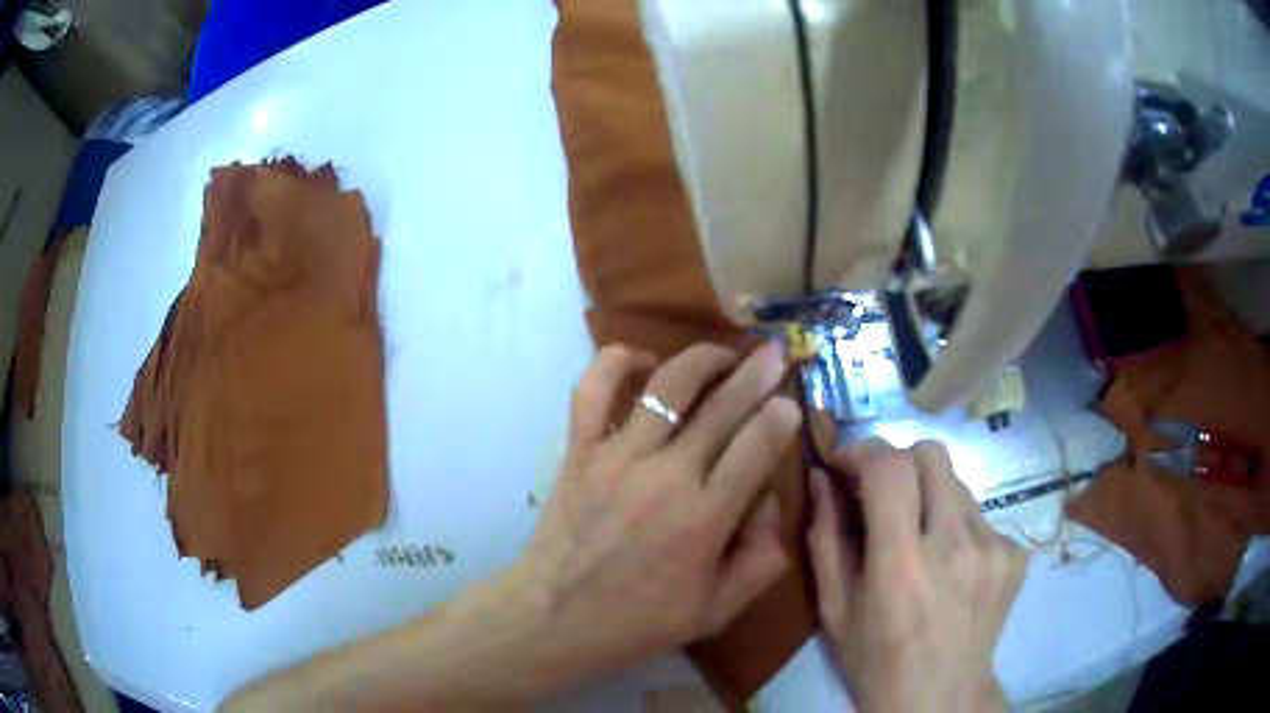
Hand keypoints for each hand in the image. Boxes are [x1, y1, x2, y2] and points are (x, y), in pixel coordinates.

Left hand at [512, 342, 801, 677]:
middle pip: (722, 408)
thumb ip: (762, 557)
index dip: (780, 417)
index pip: (756, 448)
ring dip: (701, 358)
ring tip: (723, 352)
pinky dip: (617, 362)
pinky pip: (594, 390)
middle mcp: (665, 477)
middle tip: (774, 353)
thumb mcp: (718, 609)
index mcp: (704, 520)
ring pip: (666, 385)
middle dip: (756, 374)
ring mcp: (616, 457)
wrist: (555, 619)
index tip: (790, 402)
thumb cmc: (639, 621)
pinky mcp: (579, 451)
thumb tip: (769, 499)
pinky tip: (643, 360)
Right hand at [807, 440, 1026, 712]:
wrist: (939, 697)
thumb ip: (825, 538)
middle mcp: (955, 546)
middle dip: (900, 462)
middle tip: (884, 495)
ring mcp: (993, 548)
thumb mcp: (834, 609)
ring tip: (922, 541)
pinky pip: (981, 515)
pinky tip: (951, 566)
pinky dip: (958, 527)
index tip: (847, 464)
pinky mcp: (1016, 554)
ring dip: (931, 498)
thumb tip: (822, 477)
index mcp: (901, 565)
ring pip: (958, 484)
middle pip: (932, 455)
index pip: (891, 467)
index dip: (864, 451)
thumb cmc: (874, 660)